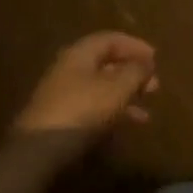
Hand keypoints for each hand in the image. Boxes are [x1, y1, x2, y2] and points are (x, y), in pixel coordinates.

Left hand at [10, 32, 158, 160]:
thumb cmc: (81, 110)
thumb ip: (136, 72)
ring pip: (101, 89)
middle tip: (155, 86)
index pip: (111, 39)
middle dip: (132, 74)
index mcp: (80, 53)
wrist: (37, 153)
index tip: (155, 58)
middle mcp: (70, 69)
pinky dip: (112, 113)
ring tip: (146, 112)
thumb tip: (147, 64)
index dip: (135, 46)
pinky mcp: (60, 120)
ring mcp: (63, 95)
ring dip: (125, 97)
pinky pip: (93, 108)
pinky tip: (127, 127)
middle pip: (106, 64)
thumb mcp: (116, 88)